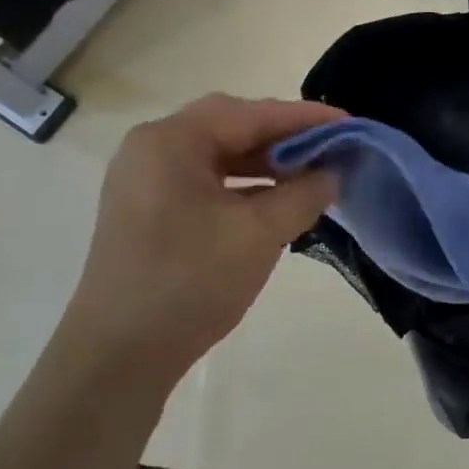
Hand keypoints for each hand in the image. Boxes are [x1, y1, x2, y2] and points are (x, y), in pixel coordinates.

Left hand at [61, 94, 344, 377]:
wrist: (119, 355)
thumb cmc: (190, 282)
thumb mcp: (259, 234)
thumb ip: (303, 194)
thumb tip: (332, 173)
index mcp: (170, 141)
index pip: (249, 114)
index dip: (304, 118)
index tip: (349, 124)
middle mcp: (151, 150)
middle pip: (229, 128)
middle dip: (283, 138)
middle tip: (329, 149)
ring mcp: (145, 182)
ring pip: (217, 157)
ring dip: (264, 164)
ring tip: (309, 176)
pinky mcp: (147, 212)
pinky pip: (205, 183)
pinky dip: (242, 187)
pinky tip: (274, 203)